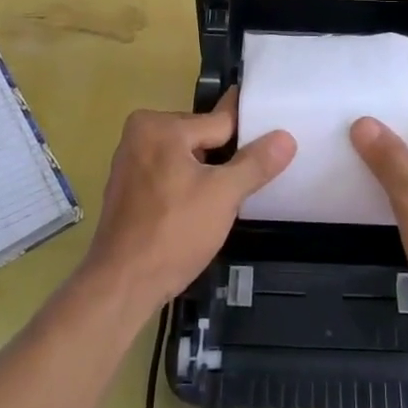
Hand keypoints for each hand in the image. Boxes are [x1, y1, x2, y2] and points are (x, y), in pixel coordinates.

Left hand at [84, 89, 295, 312]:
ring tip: (230, 198)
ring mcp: (130, 162)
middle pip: (202, 138)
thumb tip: (285, 137)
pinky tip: (201, 209)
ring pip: (186, 158)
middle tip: (251, 182)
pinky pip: (169, 175)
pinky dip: (187, 186)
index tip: (275, 135)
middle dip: (225, 160)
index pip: (219, 123)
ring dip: (207, 175)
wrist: (122, 285)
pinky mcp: (128, 189)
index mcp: (159, 125)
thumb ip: (255, 163)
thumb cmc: (174, 232)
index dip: (249, 136)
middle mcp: (139, 134)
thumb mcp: (224, 195)